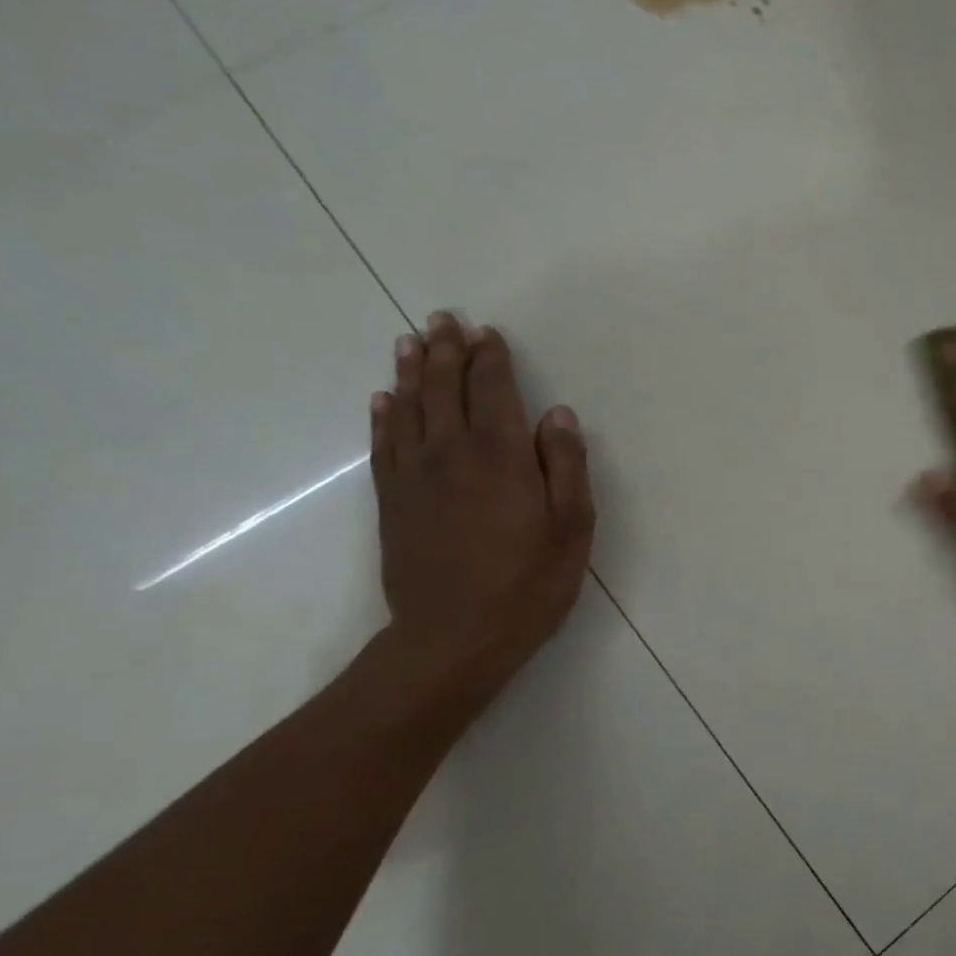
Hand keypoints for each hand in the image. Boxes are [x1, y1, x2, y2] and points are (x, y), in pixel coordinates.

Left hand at [370, 311, 593, 700]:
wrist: (454, 636)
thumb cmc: (528, 584)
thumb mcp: (571, 527)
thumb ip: (566, 466)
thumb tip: (557, 414)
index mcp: (500, 456)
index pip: (492, 390)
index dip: (491, 358)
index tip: (488, 333)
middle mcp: (450, 452)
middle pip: (443, 388)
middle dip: (446, 350)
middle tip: (443, 319)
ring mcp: (414, 476)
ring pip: (408, 407)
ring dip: (411, 370)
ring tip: (411, 341)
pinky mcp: (392, 501)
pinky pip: (384, 443)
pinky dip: (384, 414)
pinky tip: (385, 399)